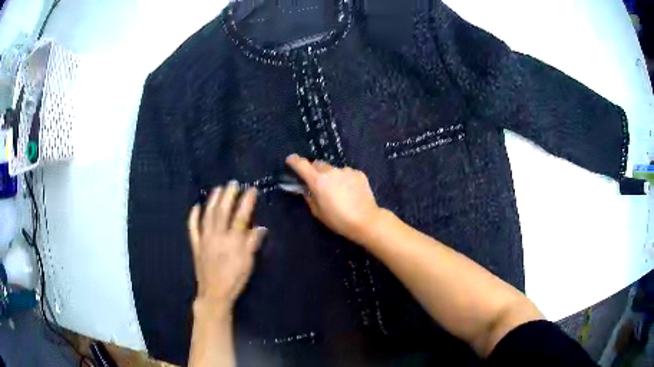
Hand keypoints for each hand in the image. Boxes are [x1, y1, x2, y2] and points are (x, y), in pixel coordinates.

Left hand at [187, 181, 266, 314]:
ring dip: (212, 200)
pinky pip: (193, 228)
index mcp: (233, 241)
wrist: (214, 293)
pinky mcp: (196, 245)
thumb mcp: (248, 263)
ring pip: (207, 216)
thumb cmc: (234, 279)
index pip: (241, 216)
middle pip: (222, 211)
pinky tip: (196, 207)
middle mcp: (217, 236)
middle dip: (228, 195)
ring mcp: (204, 239)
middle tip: (233, 183)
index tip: (251, 189)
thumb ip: (253, 243)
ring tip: (217, 188)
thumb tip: (261, 227)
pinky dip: (193, 217)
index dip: (246, 202)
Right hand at [286, 154, 381, 243]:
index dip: (294, 161)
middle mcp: (331, 171)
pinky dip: (344, 179)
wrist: (365, 220)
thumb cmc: (338, 220)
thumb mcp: (318, 212)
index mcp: (318, 181)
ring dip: (331, 176)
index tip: (290, 160)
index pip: (301, 164)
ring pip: (333, 169)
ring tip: (337, 190)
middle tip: (317, 183)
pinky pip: (347, 173)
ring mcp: (346, 171)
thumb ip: (309, 197)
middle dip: (315, 171)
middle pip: (318, 164)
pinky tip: (350, 191)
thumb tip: (306, 189)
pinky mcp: (358, 173)